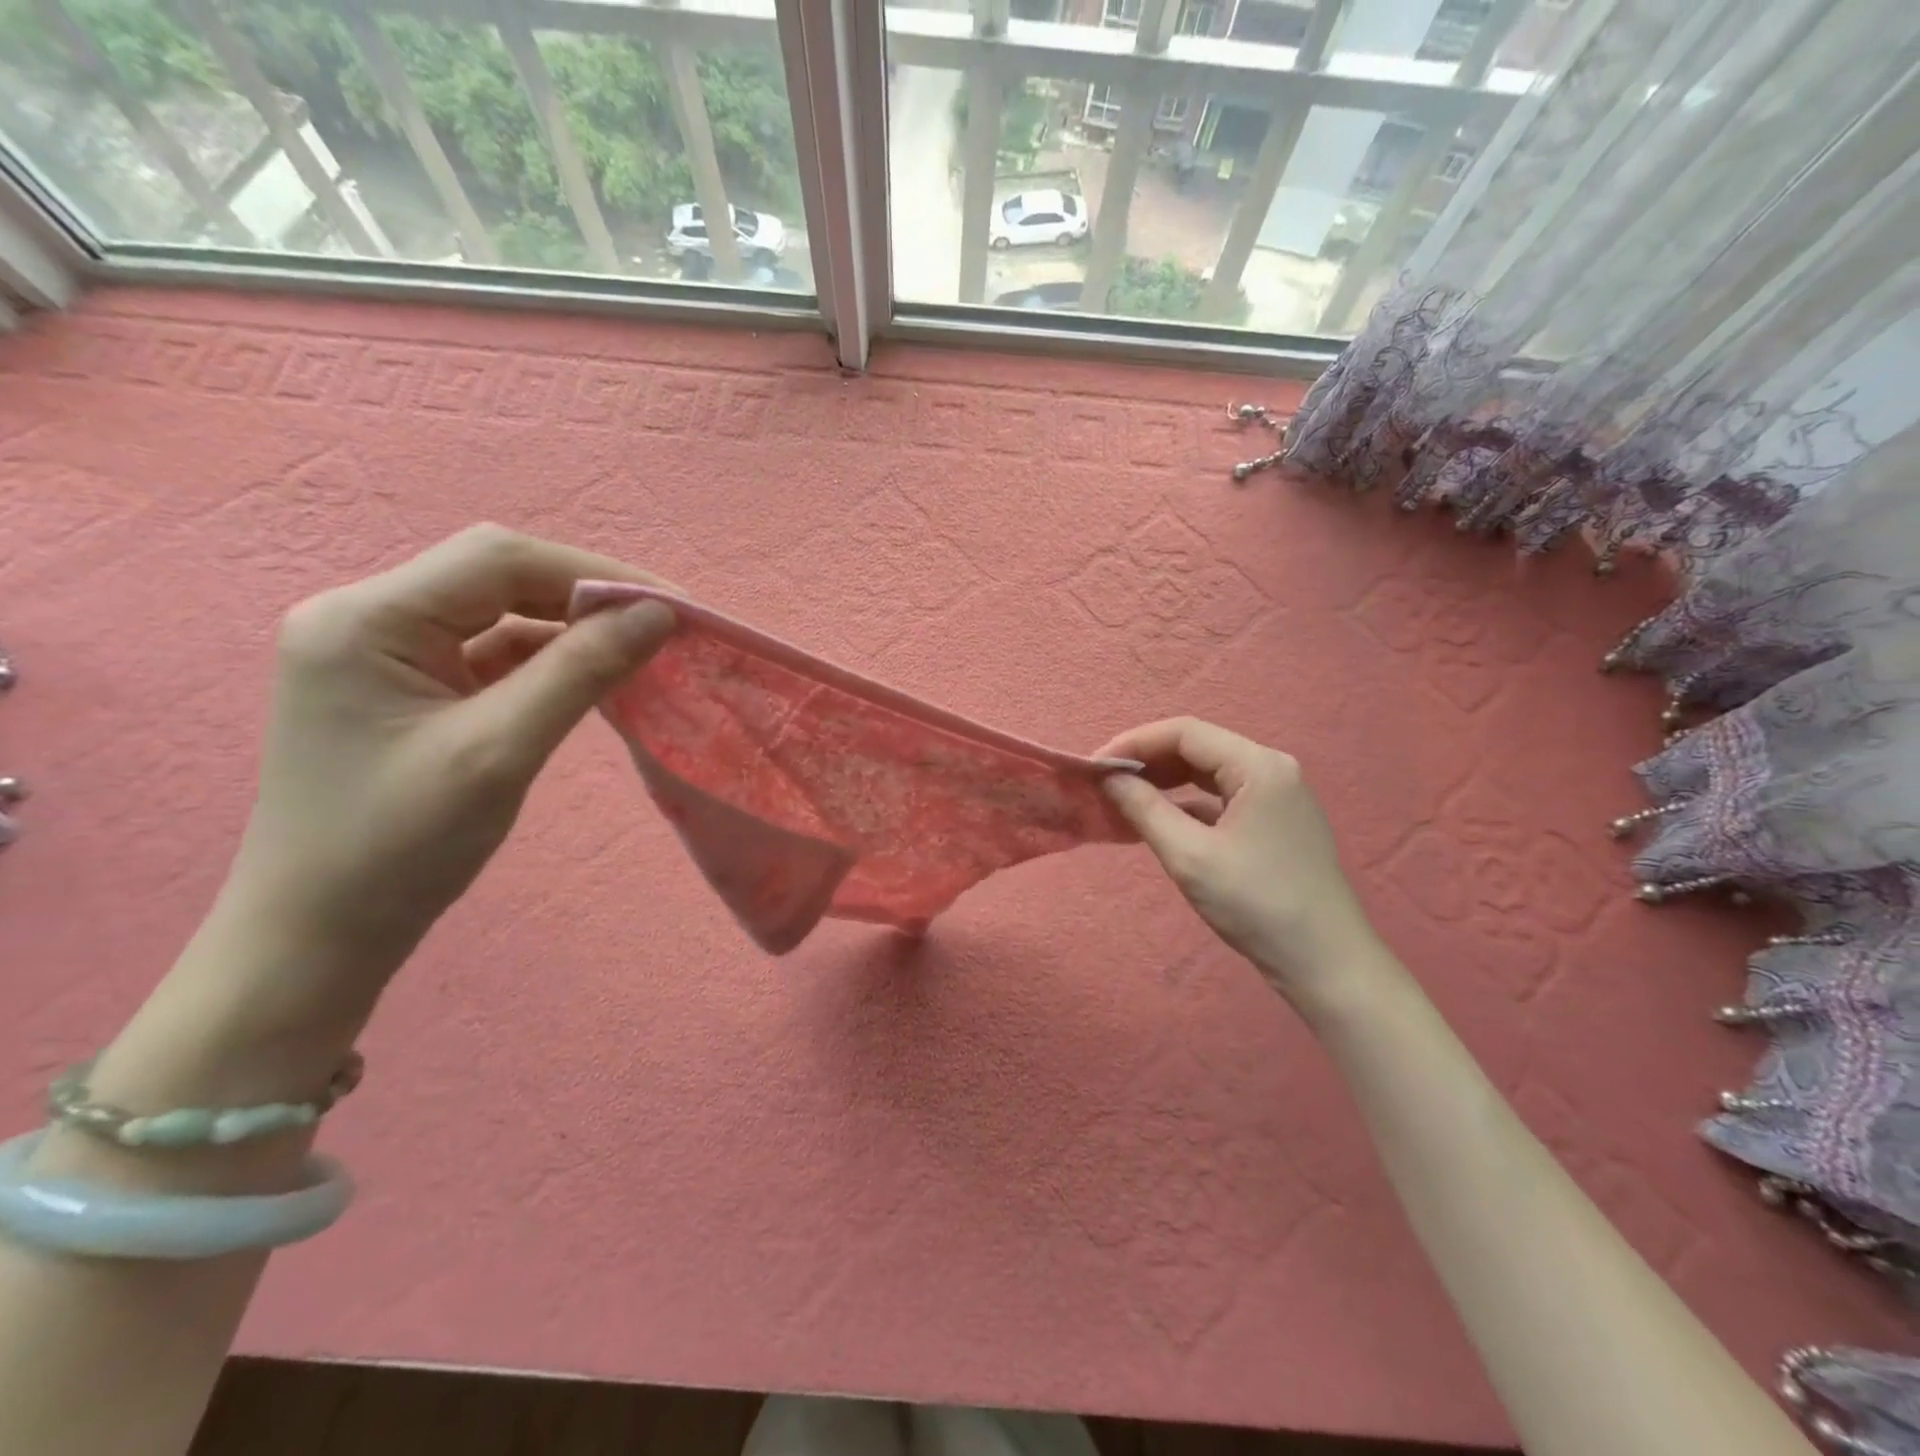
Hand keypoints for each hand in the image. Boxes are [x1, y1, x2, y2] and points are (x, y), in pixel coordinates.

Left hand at [223, 525, 675, 995]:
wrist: (322, 935)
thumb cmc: (399, 848)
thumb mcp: (501, 751)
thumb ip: (580, 672)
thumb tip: (658, 614)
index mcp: (367, 620)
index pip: (499, 561)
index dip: (596, 573)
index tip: (672, 606)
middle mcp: (367, 618)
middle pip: (498, 577)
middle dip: (587, 597)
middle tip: (664, 627)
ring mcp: (385, 653)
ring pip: (500, 612)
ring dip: (572, 627)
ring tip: (639, 648)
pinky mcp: (408, 686)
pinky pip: (491, 652)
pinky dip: (548, 658)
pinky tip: (592, 675)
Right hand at [1097, 718, 1385, 1006]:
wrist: (1325, 962)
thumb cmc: (1256, 904)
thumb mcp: (1189, 856)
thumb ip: (1145, 809)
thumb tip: (1110, 780)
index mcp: (1258, 766)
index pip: (1185, 733)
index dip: (1134, 743)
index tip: (1095, 767)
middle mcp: (1271, 769)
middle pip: (1198, 748)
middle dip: (1148, 762)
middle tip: (1104, 784)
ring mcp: (1277, 796)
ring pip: (1208, 774)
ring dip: (1165, 782)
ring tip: (1124, 799)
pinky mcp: (1275, 823)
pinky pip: (1222, 799)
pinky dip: (1187, 805)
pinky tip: (1159, 821)